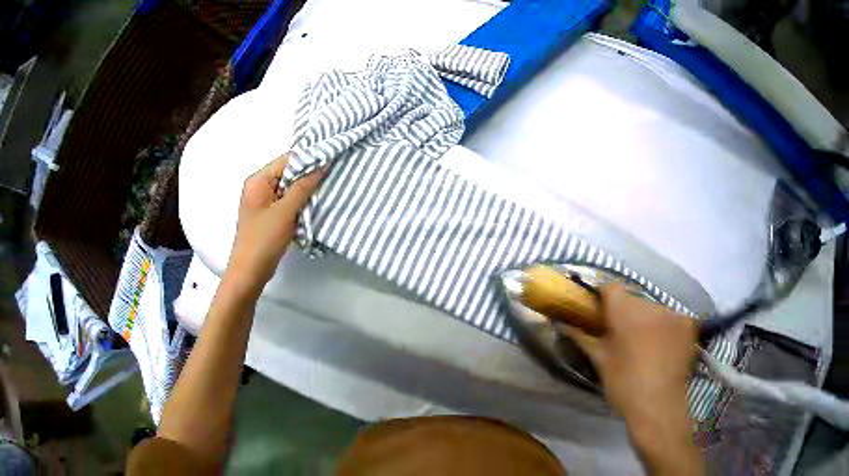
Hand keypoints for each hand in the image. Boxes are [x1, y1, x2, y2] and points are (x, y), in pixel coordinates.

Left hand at [226, 153, 323, 293]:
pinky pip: (287, 202)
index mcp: (258, 180)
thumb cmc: (263, 239)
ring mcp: (264, 202)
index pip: (287, 160)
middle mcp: (259, 187)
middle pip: (289, 173)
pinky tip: (315, 206)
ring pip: (290, 189)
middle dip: (309, 176)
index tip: (332, 162)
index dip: (309, 160)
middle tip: (333, 177)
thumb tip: (322, 165)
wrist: (249, 272)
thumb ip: (303, 187)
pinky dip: (300, 204)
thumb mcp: (285, 211)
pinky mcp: (269, 216)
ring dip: (306, 191)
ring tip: (327, 190)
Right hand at [565, 284, 697, 417]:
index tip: (597, 310)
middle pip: (633, 299)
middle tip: (620, 336)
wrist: (658, 405)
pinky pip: (672, 318)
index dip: (602, 295)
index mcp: (624, 311)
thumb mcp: (600, 361)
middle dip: (626, 312)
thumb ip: (582, 337)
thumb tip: (561, 323)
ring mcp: (672, 313)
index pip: (610, 287)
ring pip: (653, 309)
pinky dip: (666, 328)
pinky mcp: (687, 325)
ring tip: (644, 345)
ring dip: (646, 320)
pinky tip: (664, 347)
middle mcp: (650, 304)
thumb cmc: (623, 384)